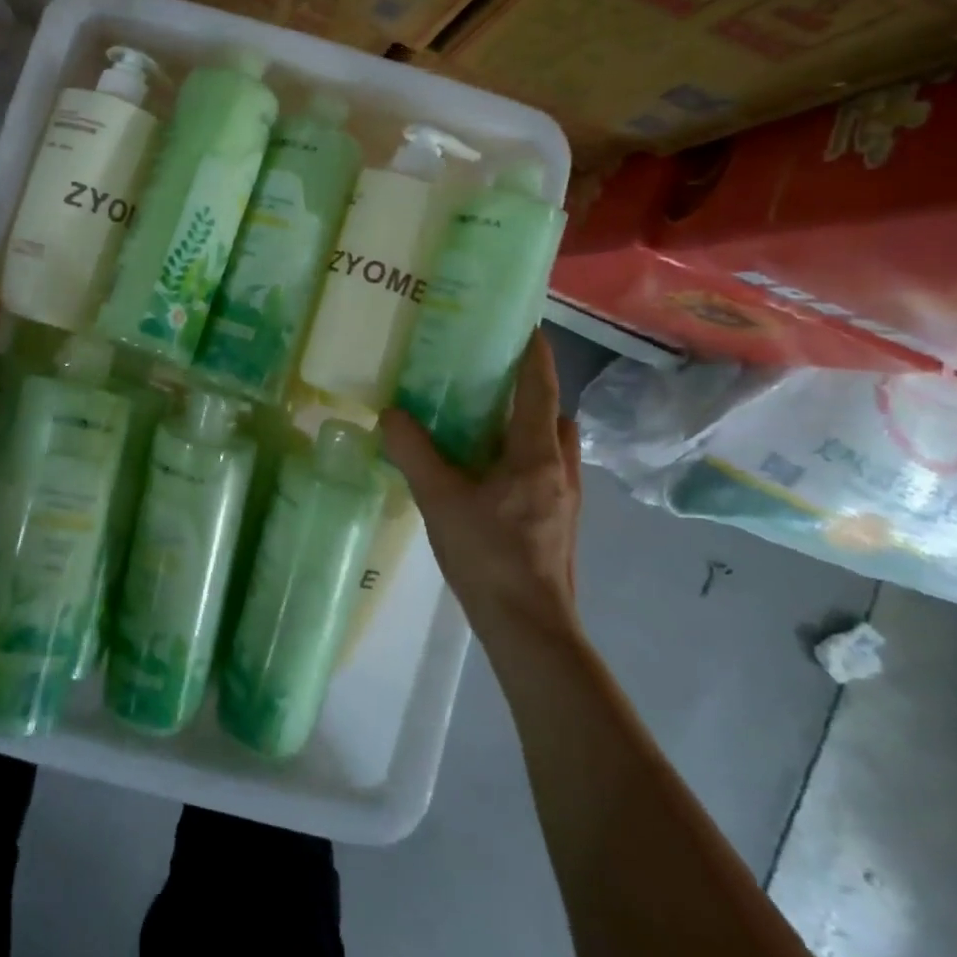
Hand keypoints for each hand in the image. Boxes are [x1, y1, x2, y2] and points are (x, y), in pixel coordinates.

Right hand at [381, 332, 583, 640]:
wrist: (530, 629)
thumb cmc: (489, 557)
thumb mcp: (440, 499)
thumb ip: (414, 452)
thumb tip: (390, 413)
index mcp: (536, 455)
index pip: (540, 390)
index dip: (535, 355)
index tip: (526, 326)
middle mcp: (561, 470)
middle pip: (554, 416)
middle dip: (531, 392)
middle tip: (491, 380)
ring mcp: (566, 500)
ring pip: (554, 447)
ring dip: (530, 427)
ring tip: (486, 426)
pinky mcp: (559, 524)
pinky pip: (546, 472)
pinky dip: (524, 458)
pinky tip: (490, 476)